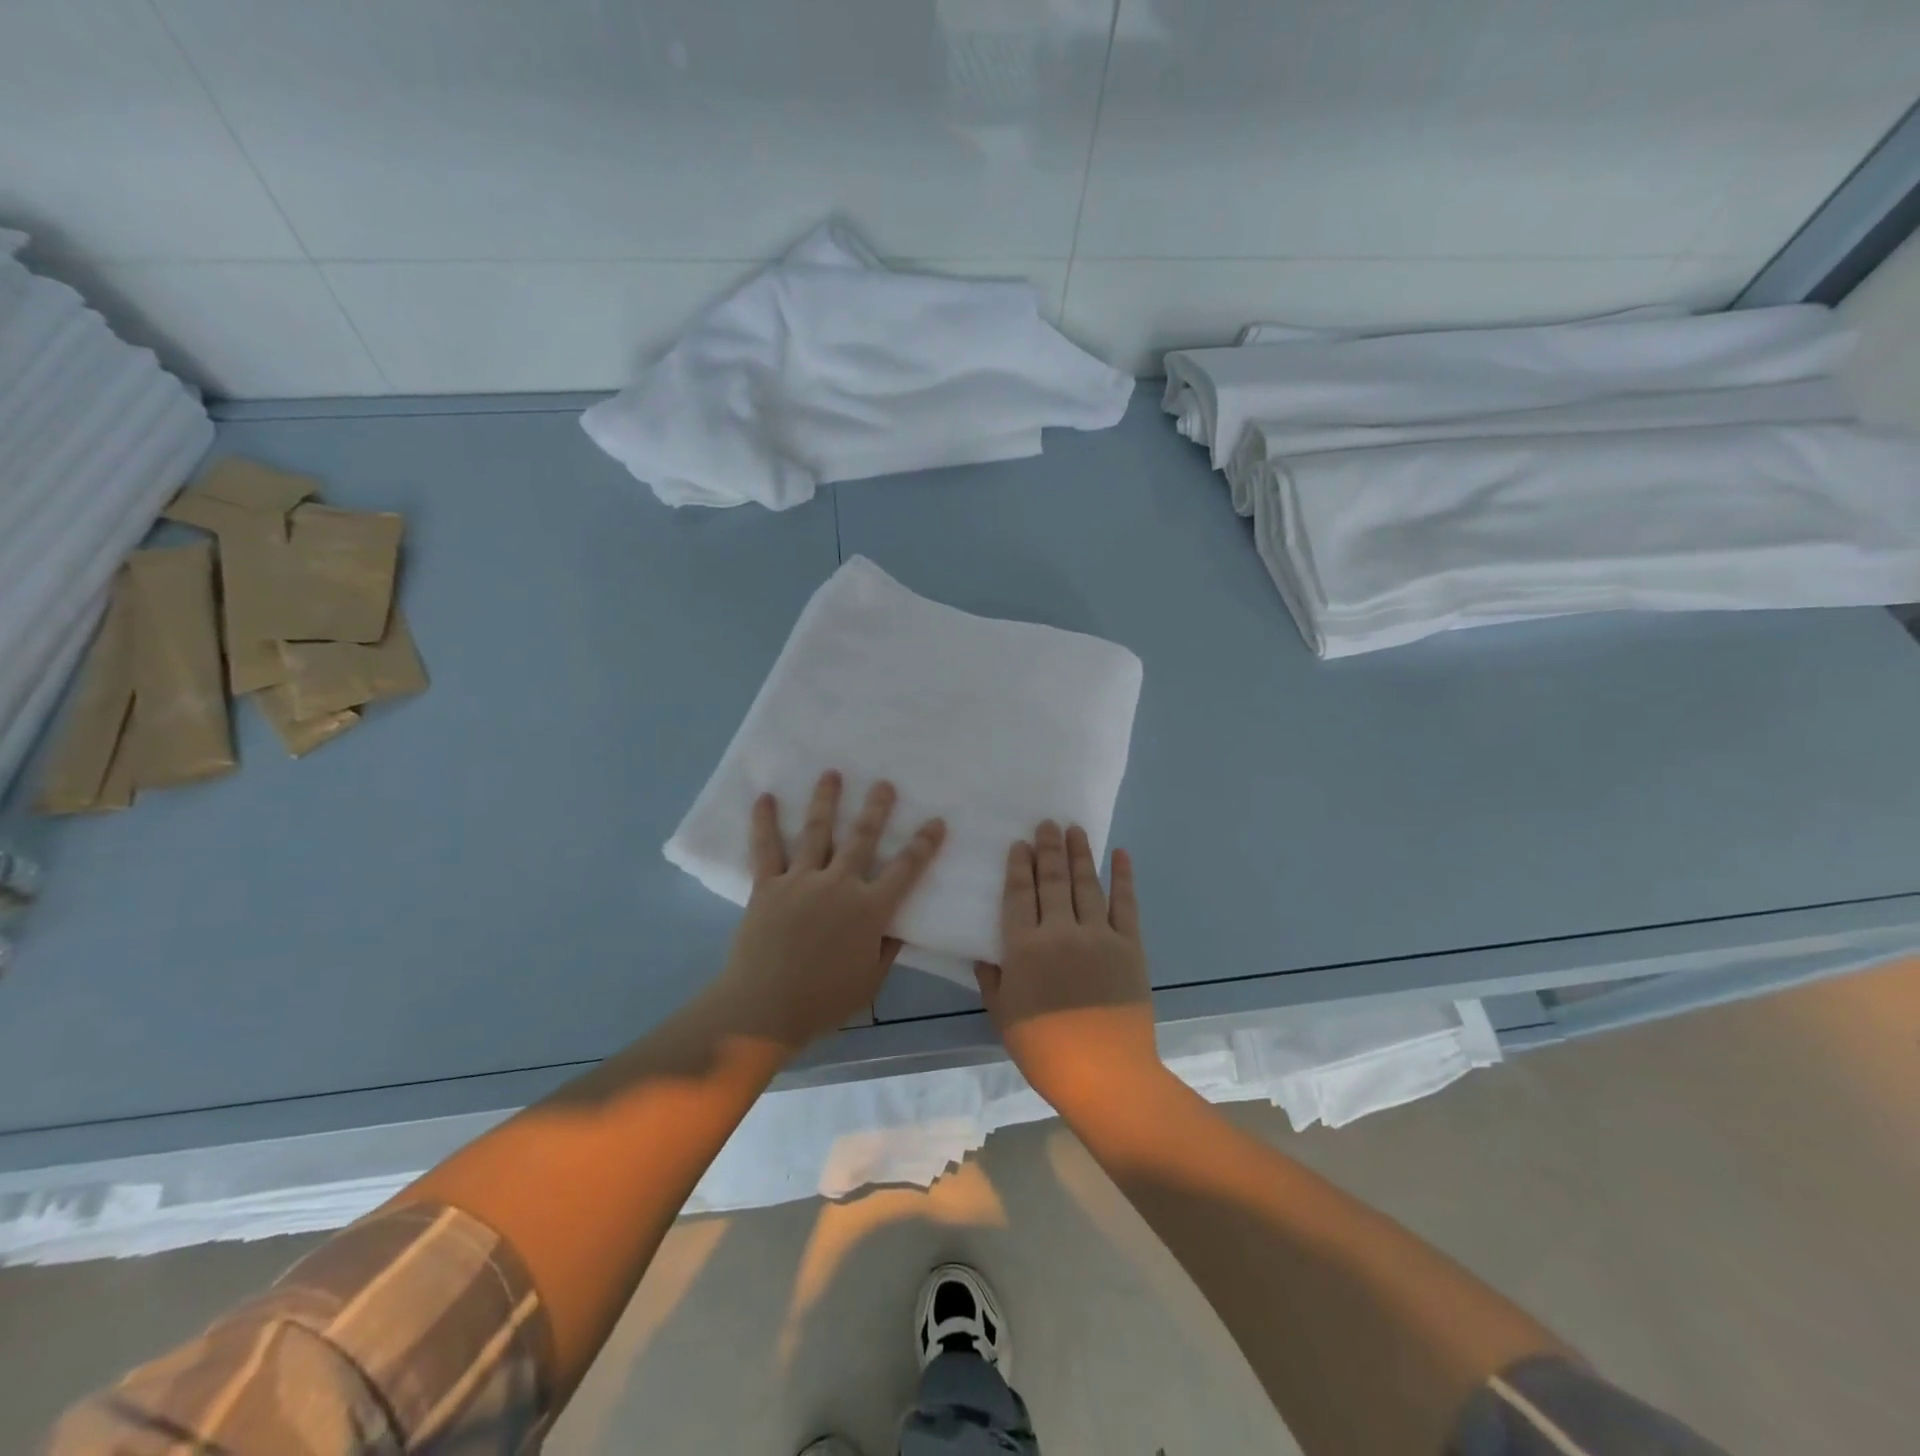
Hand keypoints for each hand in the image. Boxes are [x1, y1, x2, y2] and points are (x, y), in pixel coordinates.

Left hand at [714, 771, 945, 1053]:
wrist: (765, 1008)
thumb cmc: (823, 1001)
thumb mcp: (870, 981)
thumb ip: (887, 949)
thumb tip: (899, 925)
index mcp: (869, 910)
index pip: (905, 870)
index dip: (924, 845)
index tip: (936, 821)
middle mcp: (838, 885)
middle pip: (862, 838)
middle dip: (876, 809)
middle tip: (884, 783)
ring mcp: (801, 881)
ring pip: (817, 831)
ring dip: (826, 800)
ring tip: (832, 774)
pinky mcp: (768, 886)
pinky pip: (766, 848)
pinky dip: (765, 822)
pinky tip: (766, 798)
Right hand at [975, 821, 1159, 1119]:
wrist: (1105, 1076)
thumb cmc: (1045, 1050)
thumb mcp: (1004, 1017)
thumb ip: (992, 980)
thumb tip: (984, 952)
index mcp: (1025, 948)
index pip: (1019, 894)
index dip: (1019, 865)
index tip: (1020, 843)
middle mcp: (1060, 932)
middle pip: (1052, 880)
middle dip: (1048, 849)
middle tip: (1048, 822)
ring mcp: (1099, 936)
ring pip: (1086, 884)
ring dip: (1080, 853)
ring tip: (1075, 829)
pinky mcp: (1129, 946)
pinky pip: (1126, 904)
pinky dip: (1124, 877)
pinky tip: (1121, 855)